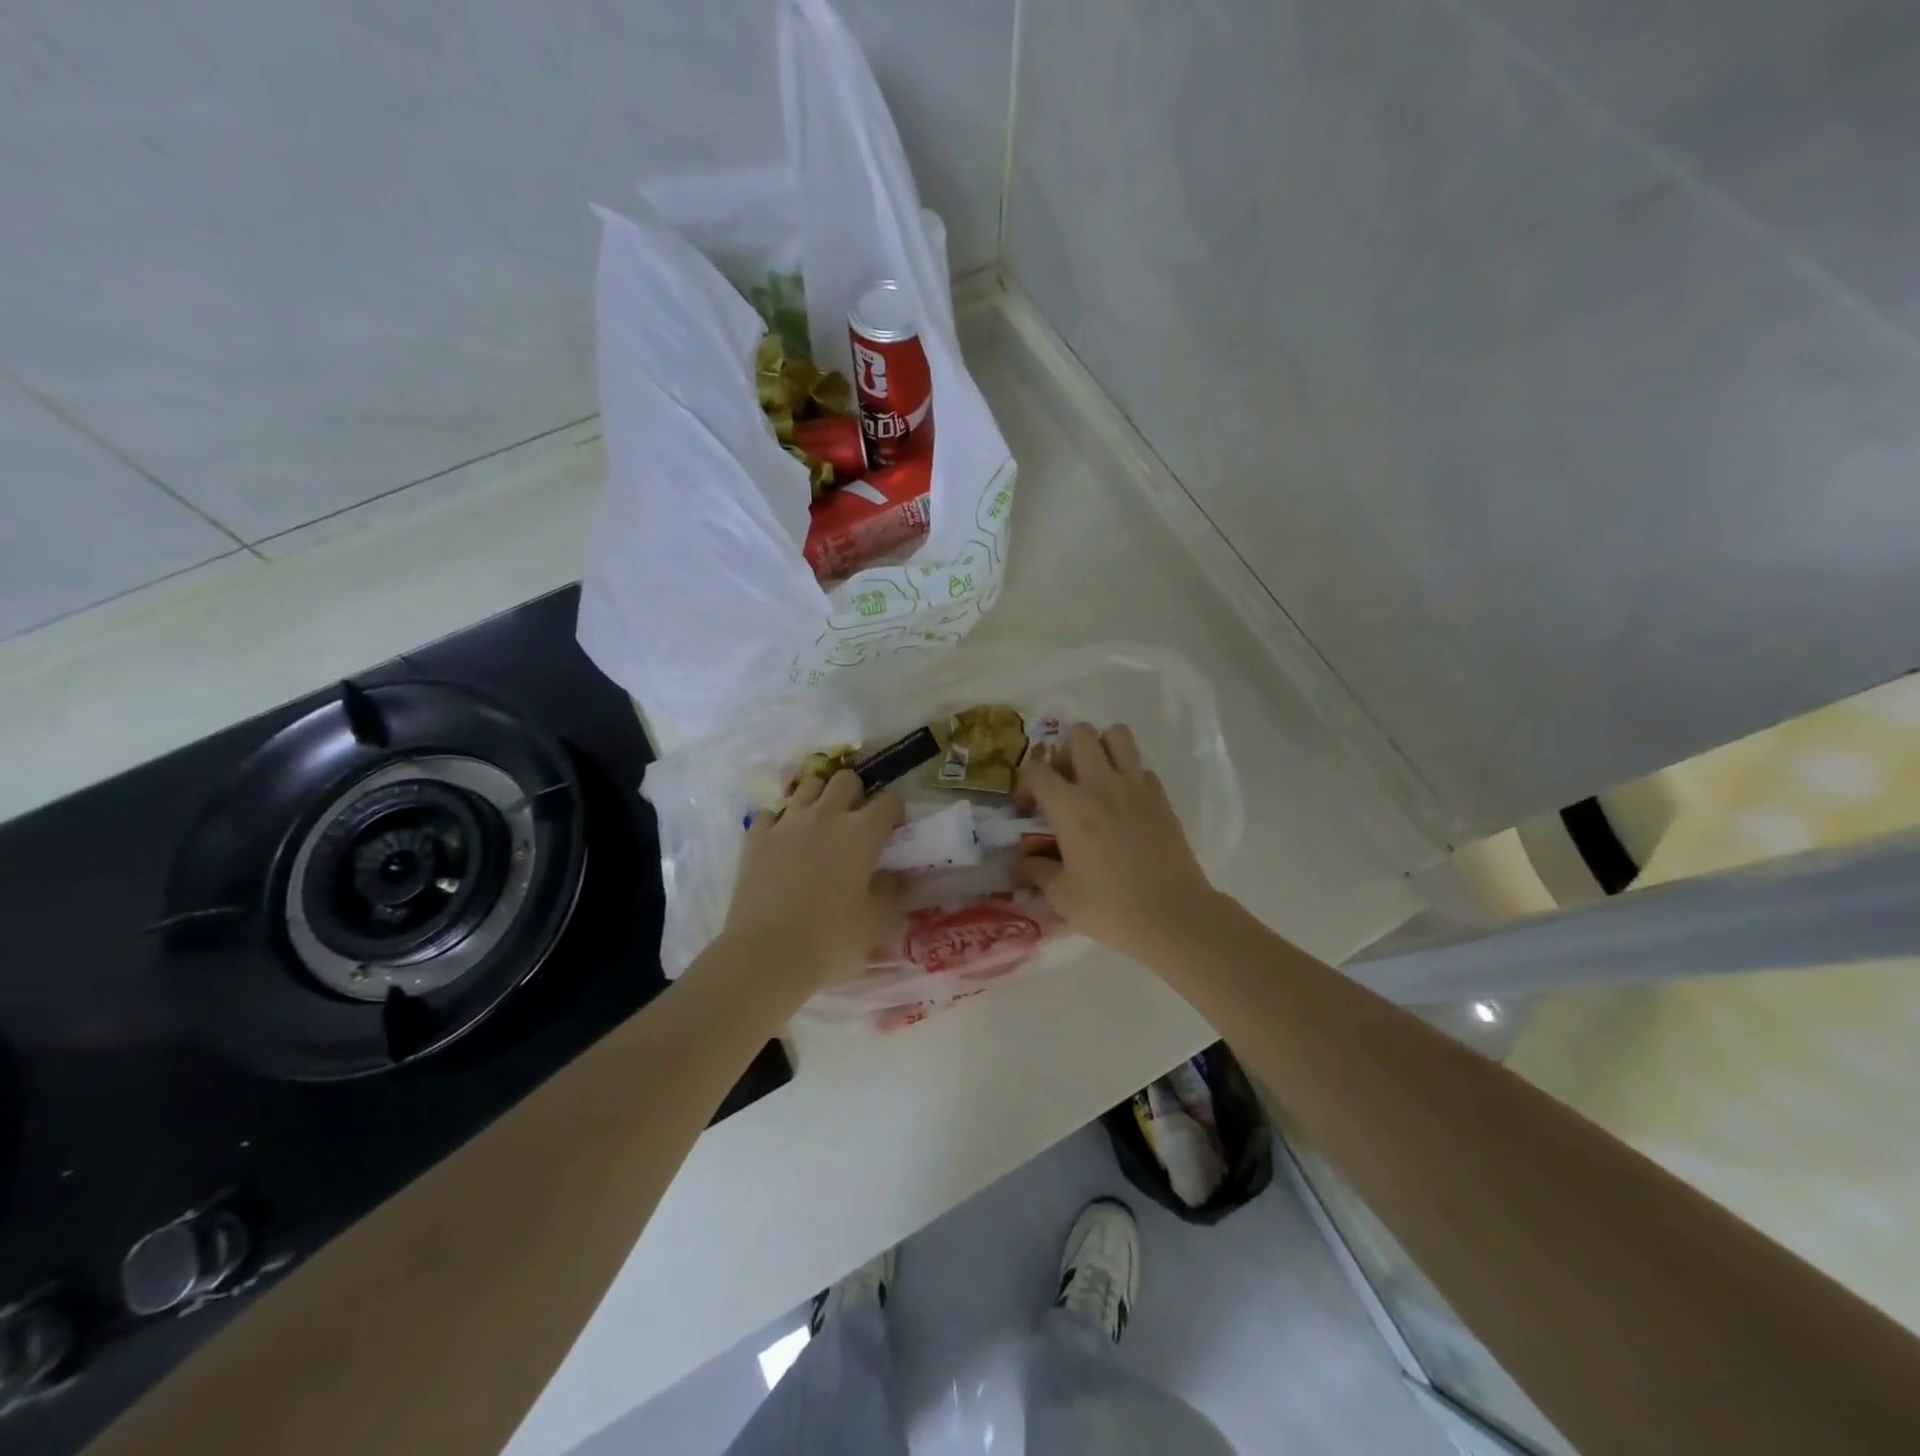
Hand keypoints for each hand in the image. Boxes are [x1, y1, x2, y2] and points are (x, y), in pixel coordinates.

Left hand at [721, 770, 903, 988]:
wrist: (767, 955)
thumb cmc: (832, 940)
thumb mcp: (876, 921)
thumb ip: (890, 891)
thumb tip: (891, 875)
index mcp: (862, 832)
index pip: (889, 801)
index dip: (894, 813)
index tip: (893, 831)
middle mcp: (826, 815)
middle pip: (845, 780)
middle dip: (855, 793)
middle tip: (855, 822)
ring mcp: (787, 822)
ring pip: (808, 786)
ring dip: (819, 799)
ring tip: (820, 826)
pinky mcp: (756, 837)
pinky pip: (771, 814)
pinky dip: (780, 823)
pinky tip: (783, 843)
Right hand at [1017, 723, 1221, 964]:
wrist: (1173, 915)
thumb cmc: (1111, 907)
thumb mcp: (1062, 896)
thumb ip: (1038, 872)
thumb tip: (1024, 863)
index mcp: (1070, 806)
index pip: (1037, 770)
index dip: (1026, 785)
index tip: (1028, 811)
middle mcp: (1101, 785)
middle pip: (1080, 734)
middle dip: (1065, 751)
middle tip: (1065, 783)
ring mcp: (1136, 787)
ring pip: (1117, 735)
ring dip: (1102, 749)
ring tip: (1096, 779)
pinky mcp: (1161, 798)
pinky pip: (1142, 768)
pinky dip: (1130, 776)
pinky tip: (1126, 805)